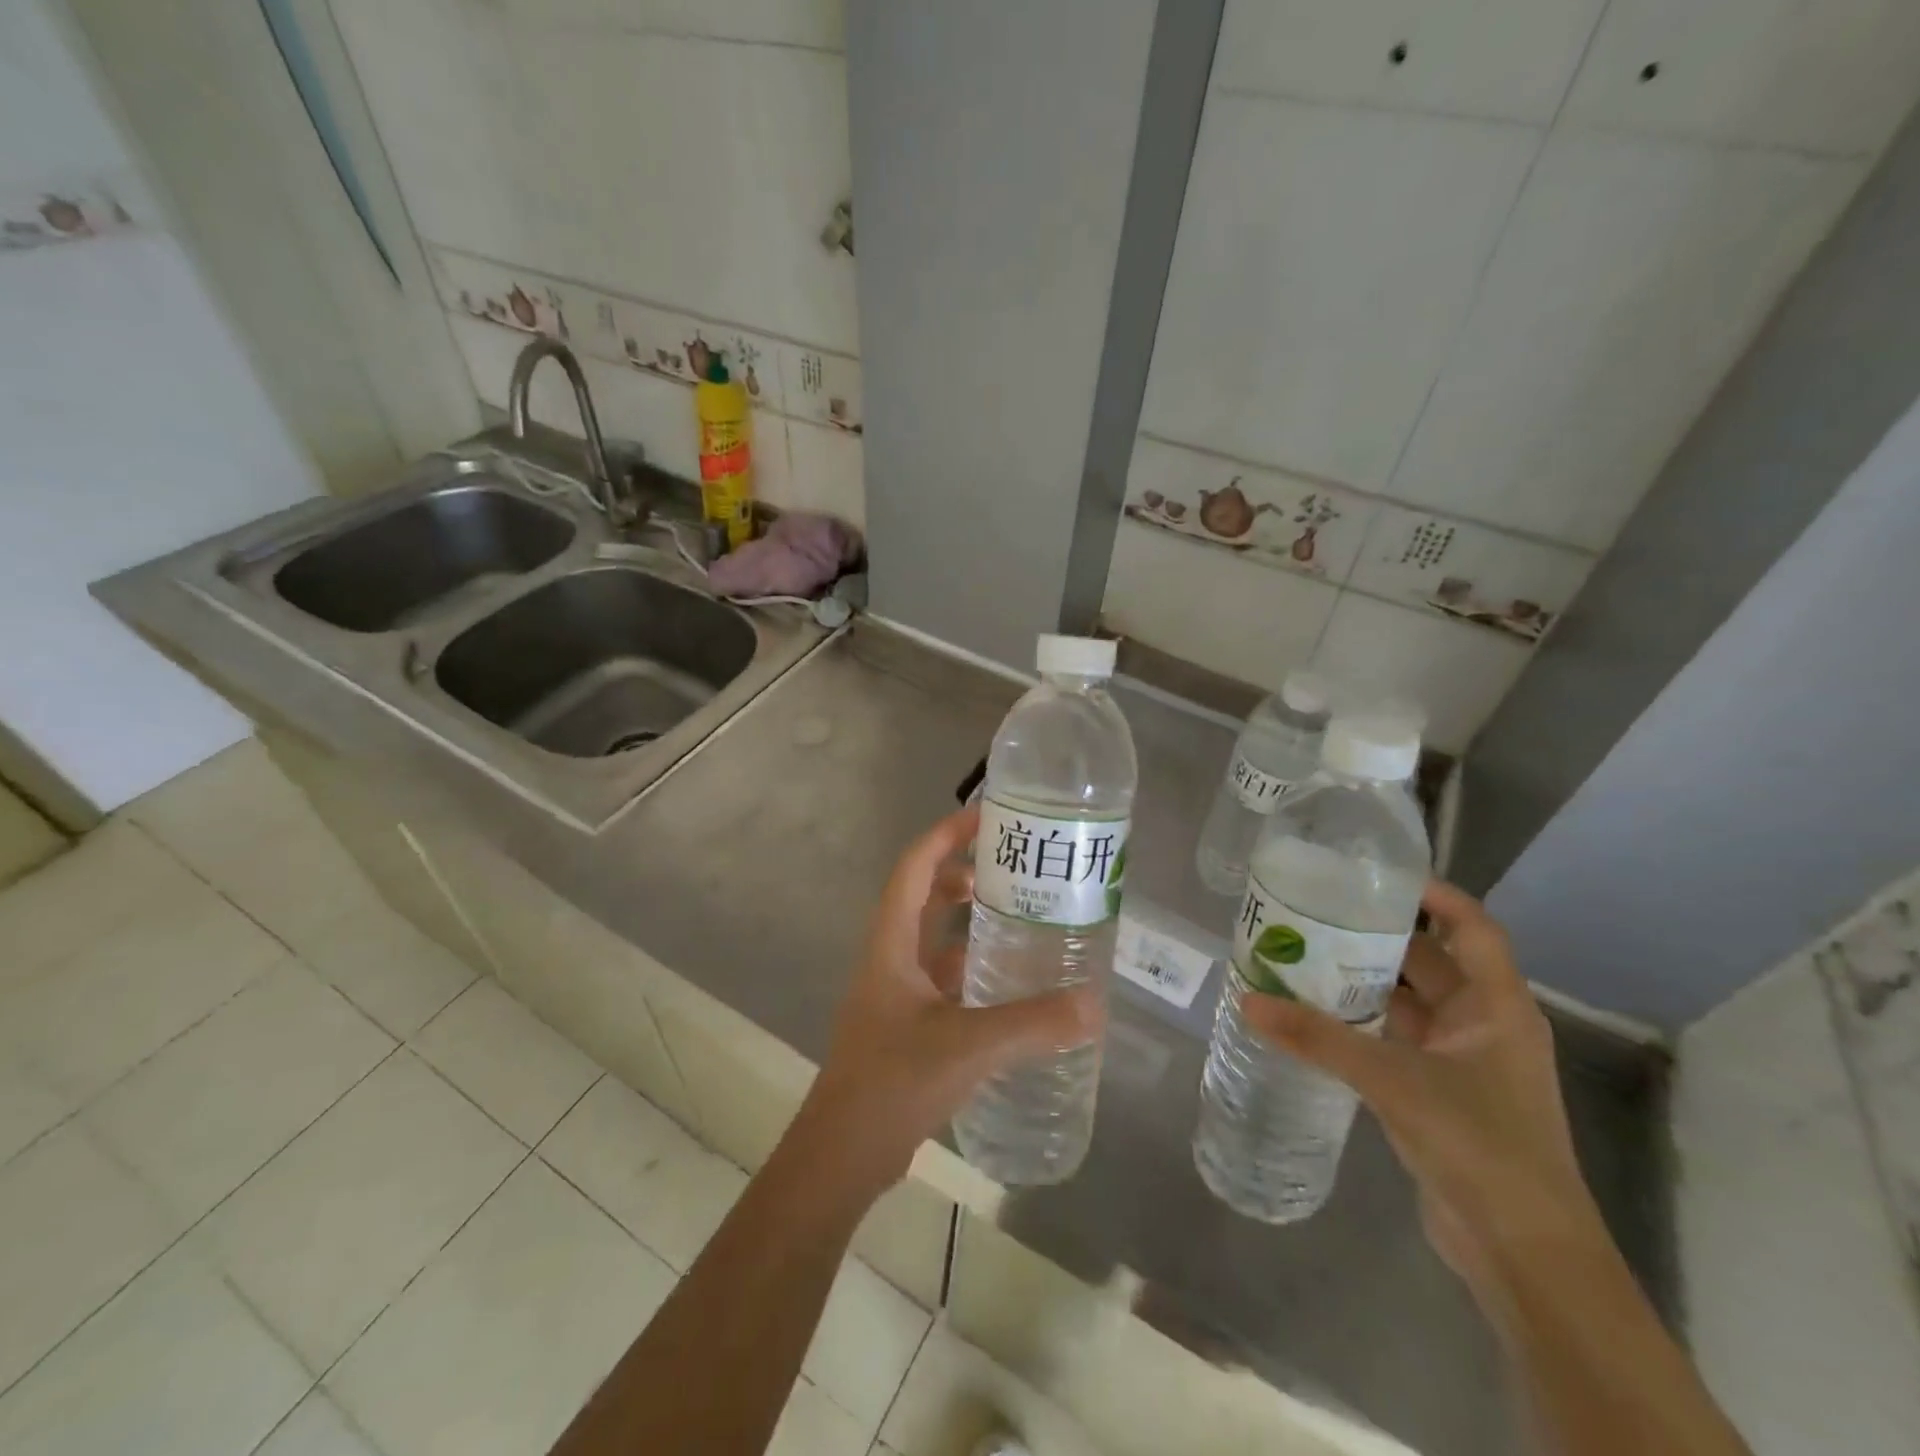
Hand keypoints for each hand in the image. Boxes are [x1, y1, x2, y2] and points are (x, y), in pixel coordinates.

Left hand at [792, 805, 1101, 1195]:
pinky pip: (943, 977)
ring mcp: (896, 993)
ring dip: (968, 920)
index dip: (945, 835)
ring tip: (1019, 915)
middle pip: (923, 895)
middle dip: (963, 873)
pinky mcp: (908, 1024)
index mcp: (891, 944)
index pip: (914, 868)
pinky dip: (971, 966)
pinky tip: (1009, 982)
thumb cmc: (892, 1083)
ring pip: (933, 938)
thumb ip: (1032, 1025)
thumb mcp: (967, 1046)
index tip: (986, 817)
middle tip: (1014, 869)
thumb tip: (1094, 1004)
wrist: (843, 1155)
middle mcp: (890, 958)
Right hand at [1244, 881, 1603, 1299]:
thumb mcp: (1394, 1081)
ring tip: (1300, 953)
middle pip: (1428, 959)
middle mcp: (1481, 1023)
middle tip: (1314, 911)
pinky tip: (1311, 1014)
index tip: (1373, 874)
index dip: (1432, 894)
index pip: (1471, 926)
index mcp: (1497, 1006)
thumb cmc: (1480, 1146)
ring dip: (1361, 980)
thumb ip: (1319, 1039)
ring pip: (1406, 1001)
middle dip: (1375, 935)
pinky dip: (1357, 1022)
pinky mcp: (1437, 1092)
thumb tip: (1249, 1000)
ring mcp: (1460, 1060)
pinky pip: (1392, 1038)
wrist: (1524, 1253)